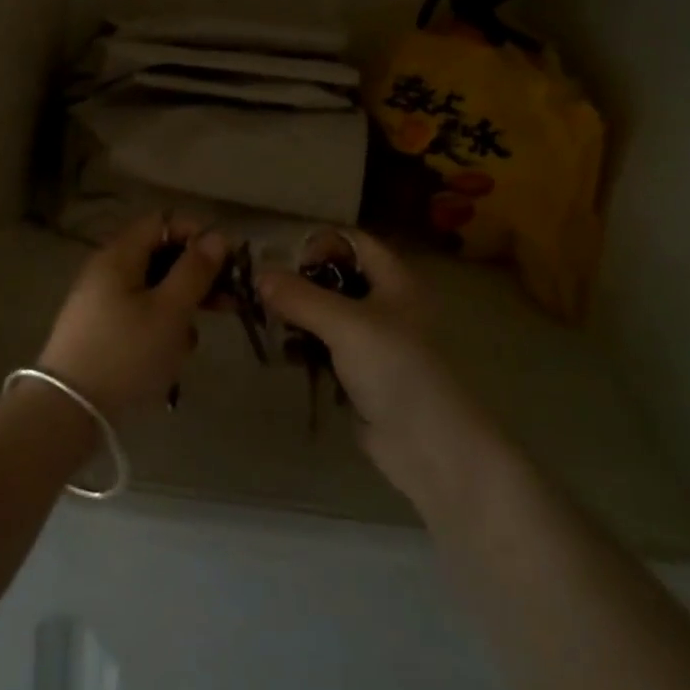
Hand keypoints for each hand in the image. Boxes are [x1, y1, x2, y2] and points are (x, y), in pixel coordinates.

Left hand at [39, 212, 227, 418]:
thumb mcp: (169, 311)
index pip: (162, 222)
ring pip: (153, 290)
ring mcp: (102, 301)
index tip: (227, 261)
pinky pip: (140, 316)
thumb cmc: (126, 353)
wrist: (69, 409)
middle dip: (194, 277)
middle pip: (159, 256)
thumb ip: (195, 271)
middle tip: (227, 302)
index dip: (196, 234)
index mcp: (119, 255)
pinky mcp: (102, 330)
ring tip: (190, 341)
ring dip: (179, 309)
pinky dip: (160, 329)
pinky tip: (170, 357)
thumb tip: (216, 236)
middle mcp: (107, 270)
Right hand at [258, 230, 502, 513]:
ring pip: (326, 313)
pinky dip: (303, 345)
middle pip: (335, 276)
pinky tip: (281, 352)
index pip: (352, 241)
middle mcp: (385, 303)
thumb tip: (259, 275)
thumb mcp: (346, 324)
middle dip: (299, 281)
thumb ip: (300, 297)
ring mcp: (373, 340)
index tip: (284, 263)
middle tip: (264, 293)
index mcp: (395, 280)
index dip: (319, 243)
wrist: (430, 447)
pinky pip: (324, 346)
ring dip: (297, 314)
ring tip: (266, 322)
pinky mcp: (360, 372)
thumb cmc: (397, 370)